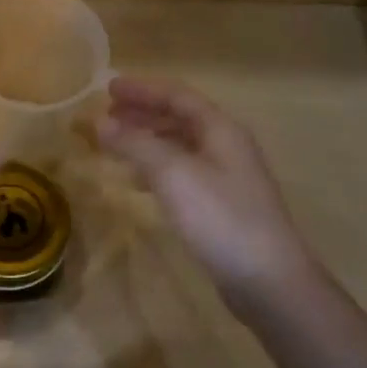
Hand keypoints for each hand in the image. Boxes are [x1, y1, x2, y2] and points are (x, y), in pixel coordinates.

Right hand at [95, 76, 314, 318]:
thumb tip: (99, 122)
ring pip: (180, 147)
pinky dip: (156, 169)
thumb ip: (136, 144)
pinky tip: (138, 183)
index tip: (108, 88)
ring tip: (116, 144)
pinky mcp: (221, 206)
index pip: (178, 96)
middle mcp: (226, 147)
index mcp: (220, 130)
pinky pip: (182, 173)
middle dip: (143, 113)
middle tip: (108, 114)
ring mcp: (226, 178)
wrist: (267, 279)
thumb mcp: (173, 174)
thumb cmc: (220, 217)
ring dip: (147, 141)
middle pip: (180, 118)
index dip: (143, 89)